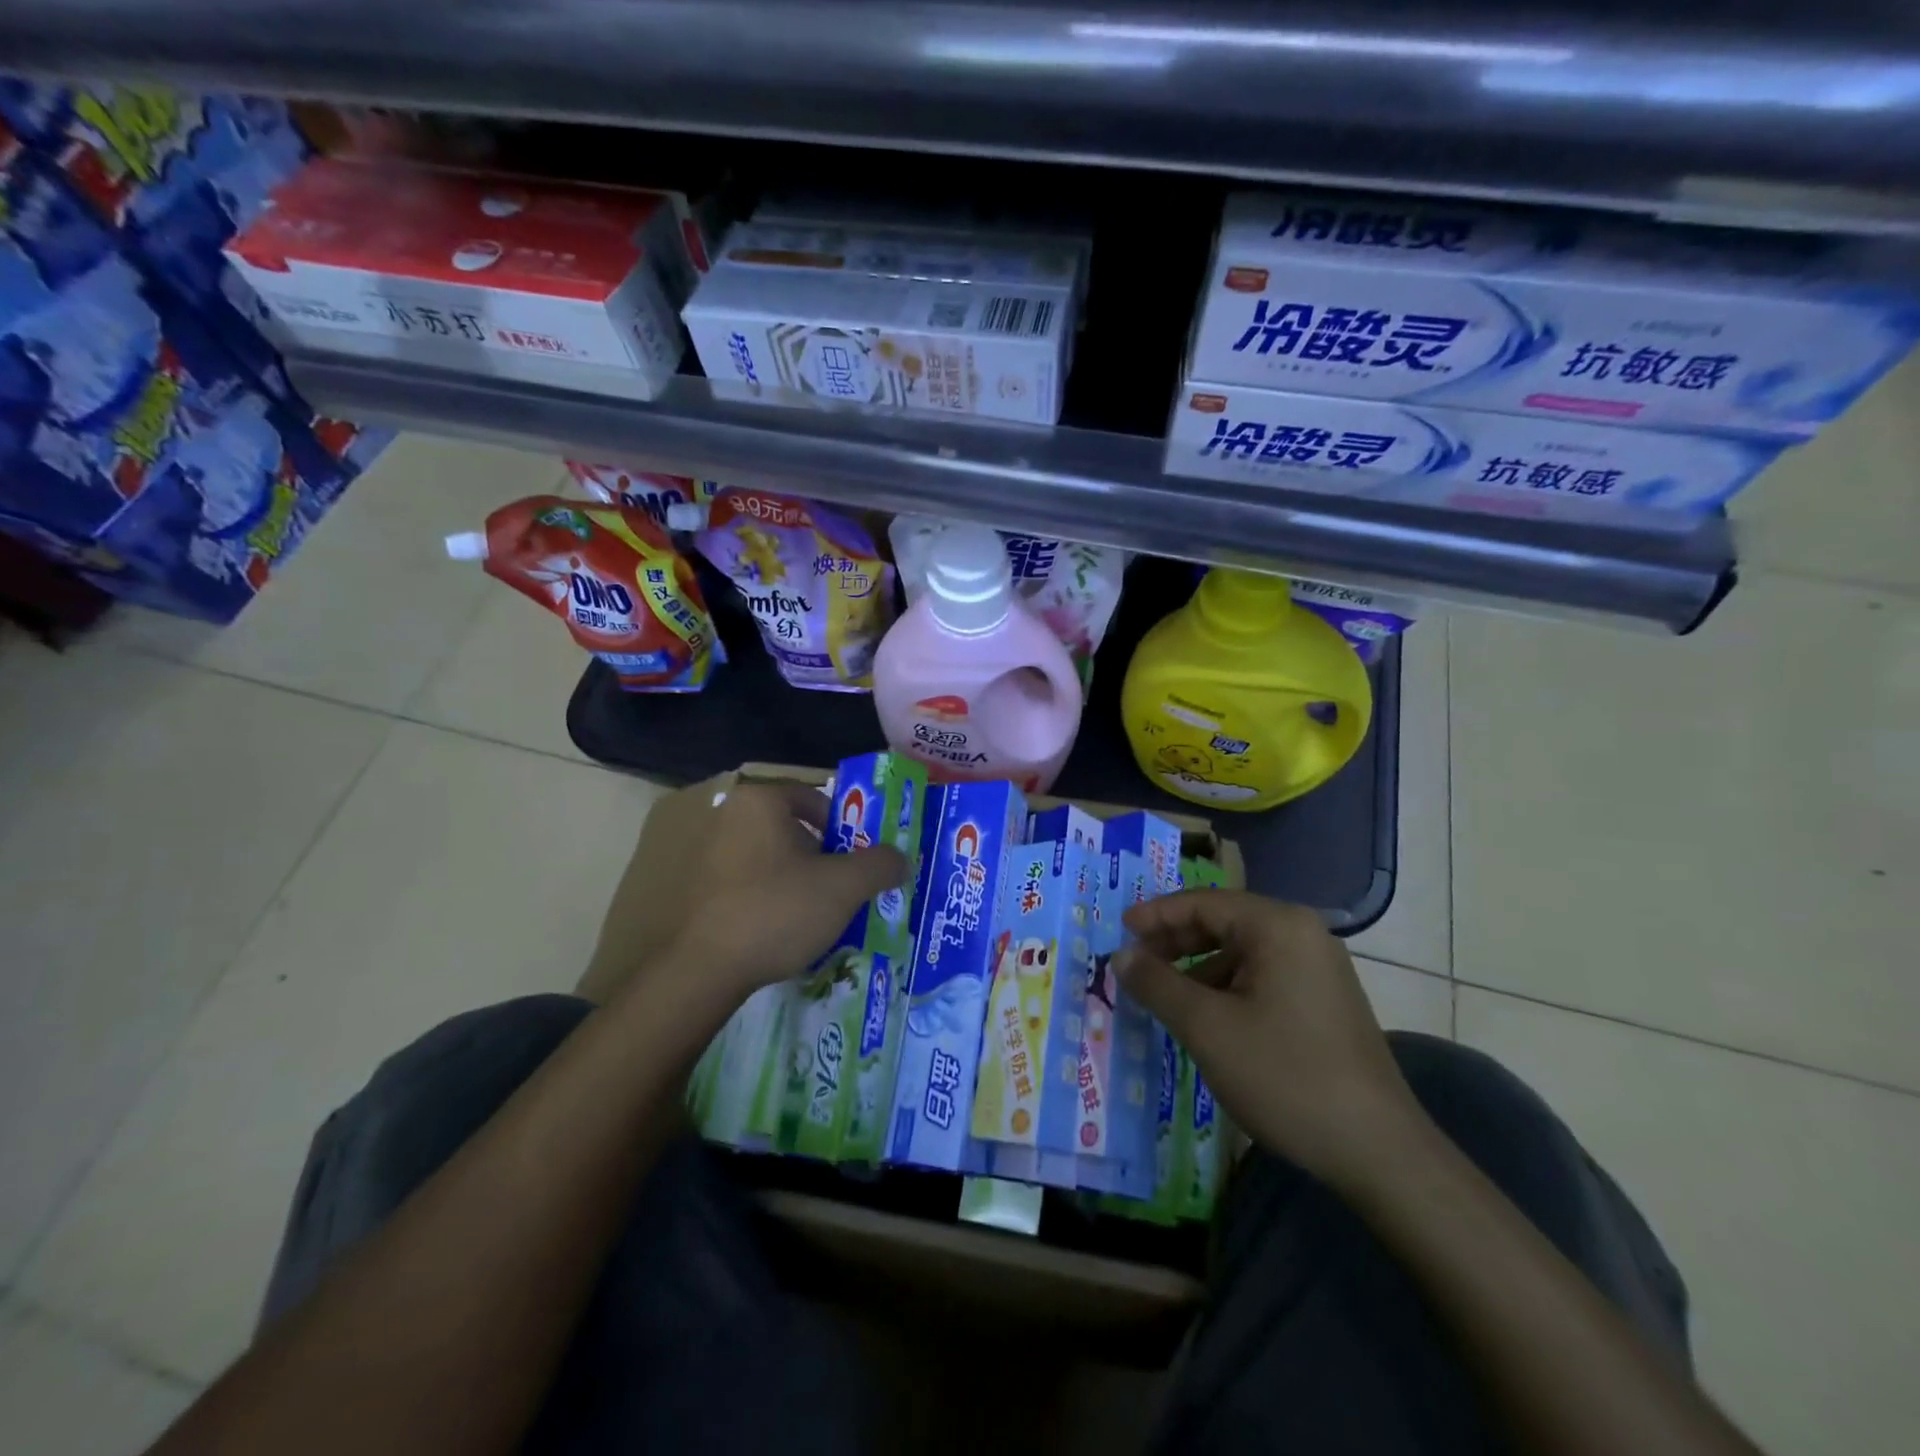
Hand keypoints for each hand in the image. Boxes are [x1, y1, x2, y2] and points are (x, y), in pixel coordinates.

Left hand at [661, 782, 908, 1001]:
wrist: (706, 970)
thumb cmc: (778, 909)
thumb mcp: (844, 886)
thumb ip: (880, 864)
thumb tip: (901, 859)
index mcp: (761, 801)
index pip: (815, 798)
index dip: (846, 826)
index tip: (860, 858)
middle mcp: (730, 816)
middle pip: (795, 829)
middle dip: (826, 857)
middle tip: (847, 887)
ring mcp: (709, 854)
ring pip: (775, 858)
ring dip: (802, 880)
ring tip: (822, 913)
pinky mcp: (700, 889)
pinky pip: (751, 882)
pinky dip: (774, 897)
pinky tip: (787, 928)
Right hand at [1115, 890, 1425, 1192]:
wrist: (1378, 1151)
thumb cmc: (1284, 1076)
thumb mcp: (1206, 1028)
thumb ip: (1157, 984)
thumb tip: (1121, 957)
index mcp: (1278, 926)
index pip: (1202, 903)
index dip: (1156, 916)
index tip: (1119, 932)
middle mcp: (1302, 934)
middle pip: (1223, 921)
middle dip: (1174, 941)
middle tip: (1135, 963)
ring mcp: (1318, 967)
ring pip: (1241, 951)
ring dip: (1197, 966)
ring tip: (1163, 994)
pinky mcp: (1324, 999)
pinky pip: (1262, 975)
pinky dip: (1226, 986)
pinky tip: (1206, 1016)